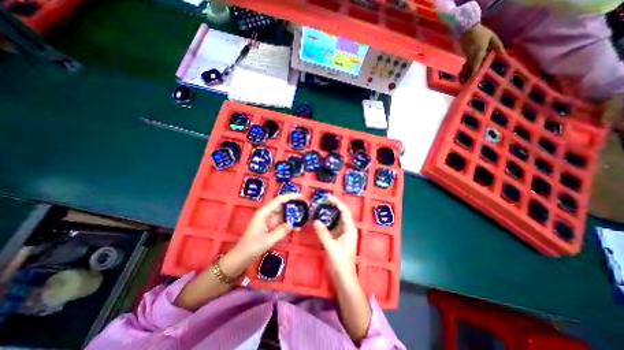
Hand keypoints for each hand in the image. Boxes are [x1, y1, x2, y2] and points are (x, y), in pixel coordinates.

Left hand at [229, 193, 300, 263]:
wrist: (241, 257)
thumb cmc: (251, 246)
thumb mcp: (267, 240)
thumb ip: (281, 231)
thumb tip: (293, 223)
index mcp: (264, 212)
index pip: (279, 200)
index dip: (290, 196)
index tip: (301, 196)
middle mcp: (267, 214)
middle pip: (283, 205)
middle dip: (294, 204)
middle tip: (306, 206)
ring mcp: (270, 220)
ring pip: (284, 214)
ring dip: (293, 214)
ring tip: (305, 216)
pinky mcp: (271, 227)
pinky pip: (283, 222)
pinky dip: (290, 223)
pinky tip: (297, 227)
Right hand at [314, 195, 358, 276]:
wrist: (343, 278)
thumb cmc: (341, 262)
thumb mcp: (331, 247)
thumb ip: (323, 233)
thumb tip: (315, 220)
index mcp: (350, 228)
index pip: (344, 210)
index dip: (336, 202)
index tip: (327, 196)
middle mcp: (347, 229)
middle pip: (340, 213)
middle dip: (331, 206)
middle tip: (320, 202)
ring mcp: (342, 234)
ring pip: (335, 220)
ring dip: (327, 214)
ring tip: (318, 208)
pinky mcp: (337, 238)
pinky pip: (331, 226)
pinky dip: (326, 222)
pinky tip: (318, 220)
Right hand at [460, 24, 503, 80]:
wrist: (467, 31)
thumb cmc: (481, 34)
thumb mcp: (492, 38)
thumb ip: (497, 46)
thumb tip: (503, 54)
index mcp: (478, 53)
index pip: (475, 66)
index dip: (474, 74)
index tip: (473, 81)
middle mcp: (471, 57)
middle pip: (469, 70)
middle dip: (468, 78)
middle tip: (468, 85)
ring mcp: (466, 58)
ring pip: (465, 69)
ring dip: (465, 76)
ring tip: (465, 83)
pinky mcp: (464, 57)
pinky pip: (465, 66)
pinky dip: (465, 71)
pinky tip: (465, 75)